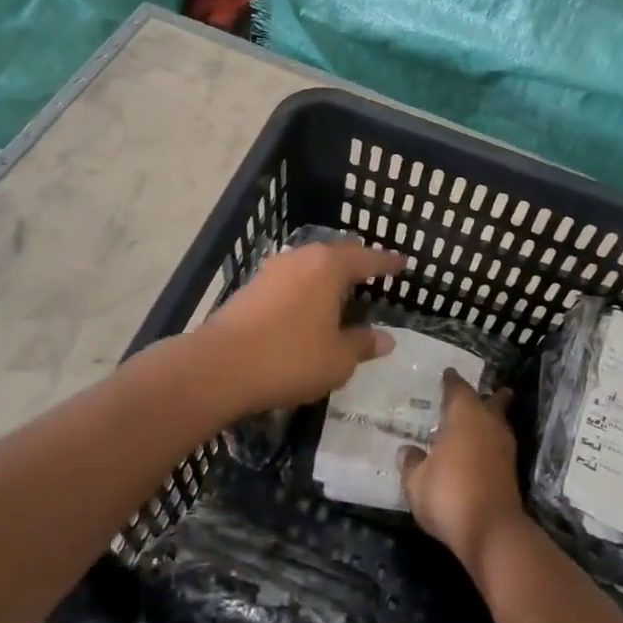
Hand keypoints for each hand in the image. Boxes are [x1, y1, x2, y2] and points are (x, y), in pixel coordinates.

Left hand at [195, 241, 405, 413]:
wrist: (218, 367)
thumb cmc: (290, 358)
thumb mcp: (337, 359)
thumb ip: (363, 344)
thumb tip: (386, 338)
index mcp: (328, 266)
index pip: (367, 259)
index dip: (388, 263)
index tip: (404, 263)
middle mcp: (301, 258)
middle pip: (336, 256)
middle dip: (357, 266)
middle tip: (375, 277)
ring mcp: (272, 271)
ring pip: (311, 267)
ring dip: (329, 280)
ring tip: (343, 296)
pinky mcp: (251, 289)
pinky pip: (292, 282)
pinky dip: (308, 292)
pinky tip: (310, 311)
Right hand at [400, 370, 526, 567]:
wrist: (491, 532)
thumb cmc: (449, 494)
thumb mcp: (416, 481)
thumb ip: (411, 463)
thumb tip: (407, 451)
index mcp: (465, 415)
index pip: (458, 388)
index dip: (452, 381)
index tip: (448, 373)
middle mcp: (488, 424)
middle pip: (493, 402)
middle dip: (489, 396)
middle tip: (483, 392)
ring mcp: (504, 448)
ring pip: (499, 424)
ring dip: (491, 420)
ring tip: (478, 421)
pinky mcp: (511, 472)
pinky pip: (499, 446)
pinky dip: (490, 443)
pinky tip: (479, 451)